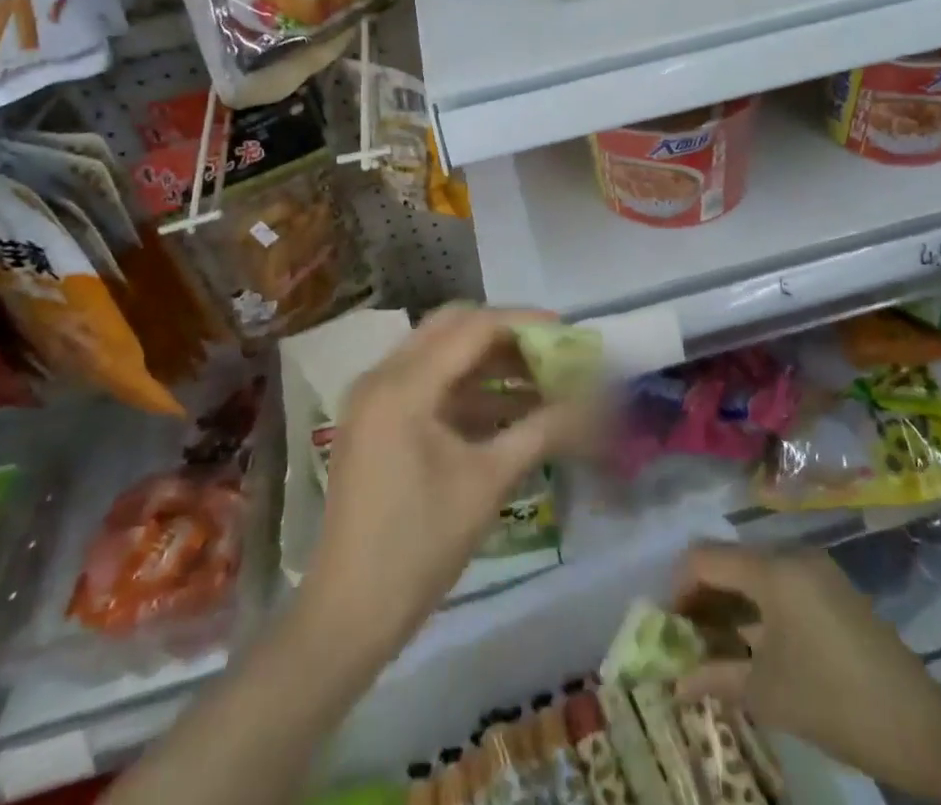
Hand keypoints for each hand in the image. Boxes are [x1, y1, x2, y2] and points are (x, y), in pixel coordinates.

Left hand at [301, 304, 598, 660]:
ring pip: (439, 354)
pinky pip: (426, 384)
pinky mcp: (375, 422)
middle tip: (549, 351)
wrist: (348, 616)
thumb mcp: (488, 482)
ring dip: (487, 362)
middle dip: (504, 335)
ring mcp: (373, 399)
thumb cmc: (420, 546)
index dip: (524, 324)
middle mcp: (382, 376)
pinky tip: (506, 409)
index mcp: (404, 385)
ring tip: (539, 380)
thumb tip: (592, 402)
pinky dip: (466, 389)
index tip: (567, 333)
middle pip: (452, 328)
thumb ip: (542, 429)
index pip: (473, 328)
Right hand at [672, 543, 940, 796]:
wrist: (919, 724)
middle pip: (730, 559)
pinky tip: (754, 641)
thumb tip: (676, 680)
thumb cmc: (833, 702)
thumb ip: (716, 676)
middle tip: (688, 636)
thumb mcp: (767, 694)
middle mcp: (791, 554)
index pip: (706, 557)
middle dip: (704, 594)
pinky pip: (780, 580)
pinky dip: (758, 603)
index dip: (680, 585)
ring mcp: (815, 567)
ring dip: (731, 600)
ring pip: (755, 569)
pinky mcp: (832, 585)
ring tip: (717, 643)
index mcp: (772, 570)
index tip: (669, 623)